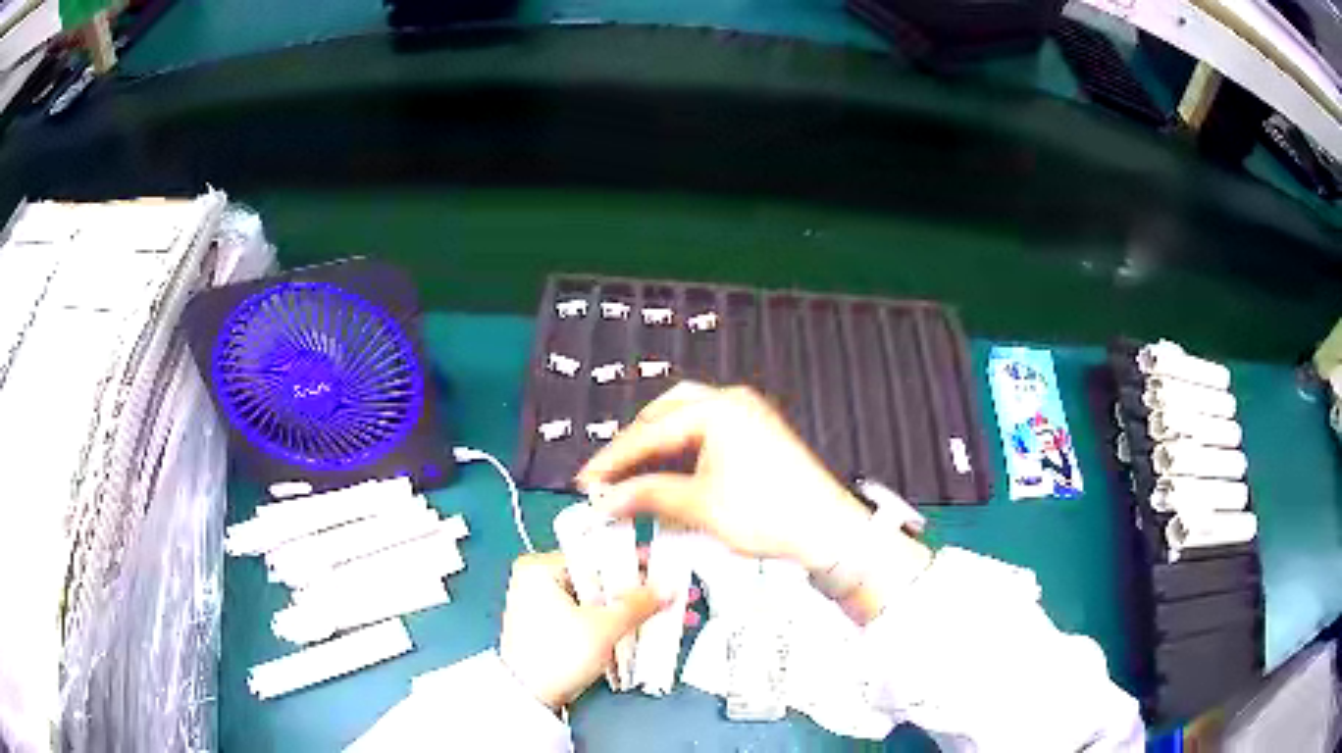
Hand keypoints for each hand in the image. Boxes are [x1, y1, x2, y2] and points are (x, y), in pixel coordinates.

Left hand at [499, 551, 662, 711]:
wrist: (530, 698)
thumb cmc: (557, 655)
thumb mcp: (604, 627)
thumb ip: (638, 603)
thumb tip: (668, 587)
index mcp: (540, 568)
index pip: (596, 555)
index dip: (634, 564)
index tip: (664, 568)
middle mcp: (537, 582)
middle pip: (600, 580)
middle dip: (640, 593)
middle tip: (672, 595)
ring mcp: (543, 607)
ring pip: (599, 602)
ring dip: (632, 611)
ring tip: (668, 615)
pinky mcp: (551, 630)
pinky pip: (590, 618)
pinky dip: (615, 624)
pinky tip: (646, 629)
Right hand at [576, 382, 877, 572]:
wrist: (828, 531)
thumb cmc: (771, 513)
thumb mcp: (700, 507)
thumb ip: (648, 496)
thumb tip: (609, 499)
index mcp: (717, 409)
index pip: (649, 432)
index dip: (613, 460)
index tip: (587, 482)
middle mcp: (732, 403)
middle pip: (665, 416)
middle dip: (635, 447)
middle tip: (611, 477)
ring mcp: (747, 417)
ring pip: (686, 426)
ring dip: (659, 452)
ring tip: (635, 482)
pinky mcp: (756, 436)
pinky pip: (707, 438)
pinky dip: (684, 459)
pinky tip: (669, 482)